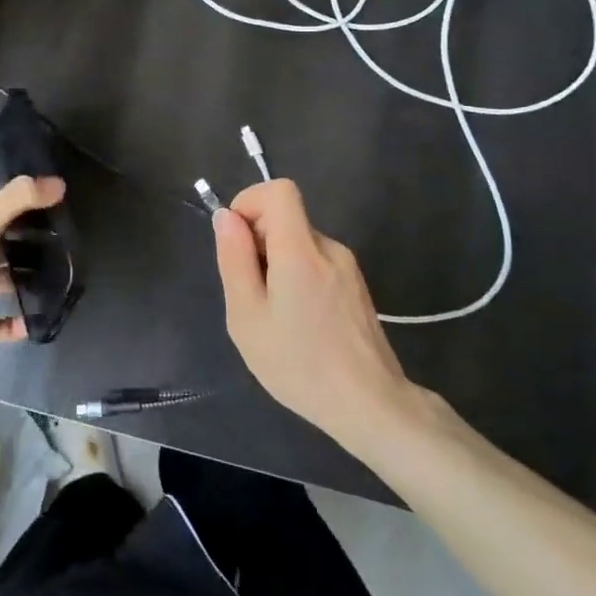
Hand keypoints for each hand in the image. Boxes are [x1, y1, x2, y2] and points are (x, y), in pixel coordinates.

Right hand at [212, 179, 420, 452]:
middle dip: (258, 243)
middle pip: (286, 218)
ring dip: (276, 264)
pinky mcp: (356, 286)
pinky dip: (296, 278)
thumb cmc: (299, 363)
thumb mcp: (247, 316)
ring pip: (299, 243)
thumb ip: (234, 259)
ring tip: (274, 315)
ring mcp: (347, 267)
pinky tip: (298, 323)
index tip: (237, 243)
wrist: (370, 406)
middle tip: (251, 294)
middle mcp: (329, 248)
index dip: (250, 202)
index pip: (279, 189)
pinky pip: (316, 263)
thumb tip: (226, 217)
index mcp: (301, 250)